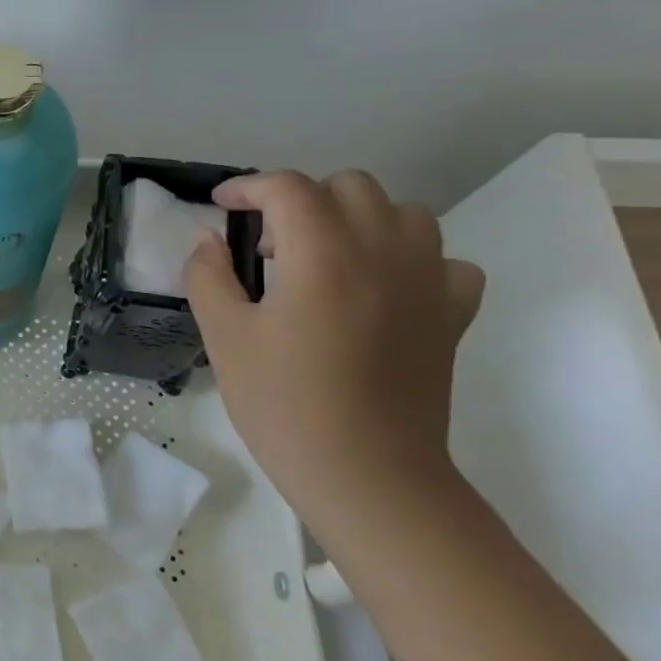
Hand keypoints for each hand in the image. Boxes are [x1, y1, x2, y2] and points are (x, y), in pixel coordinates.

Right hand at [182, 170, 485, 503]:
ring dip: (356, 219)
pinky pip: (442, 260)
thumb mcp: (224, 336)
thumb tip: (208, 240)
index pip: (288, 188)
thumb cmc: (283, 403)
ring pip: (403, 213)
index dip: (248, 187)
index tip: (221, 206)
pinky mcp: (452, 316)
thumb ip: (208, 276)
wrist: (367, 473)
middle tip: (269, 245)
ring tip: (322, 259)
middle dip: (301, 200)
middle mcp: (383, 253)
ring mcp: (428, 283)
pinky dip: (408, 258)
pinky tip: (378, 288)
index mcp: (323, 255)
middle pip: (350, 187)